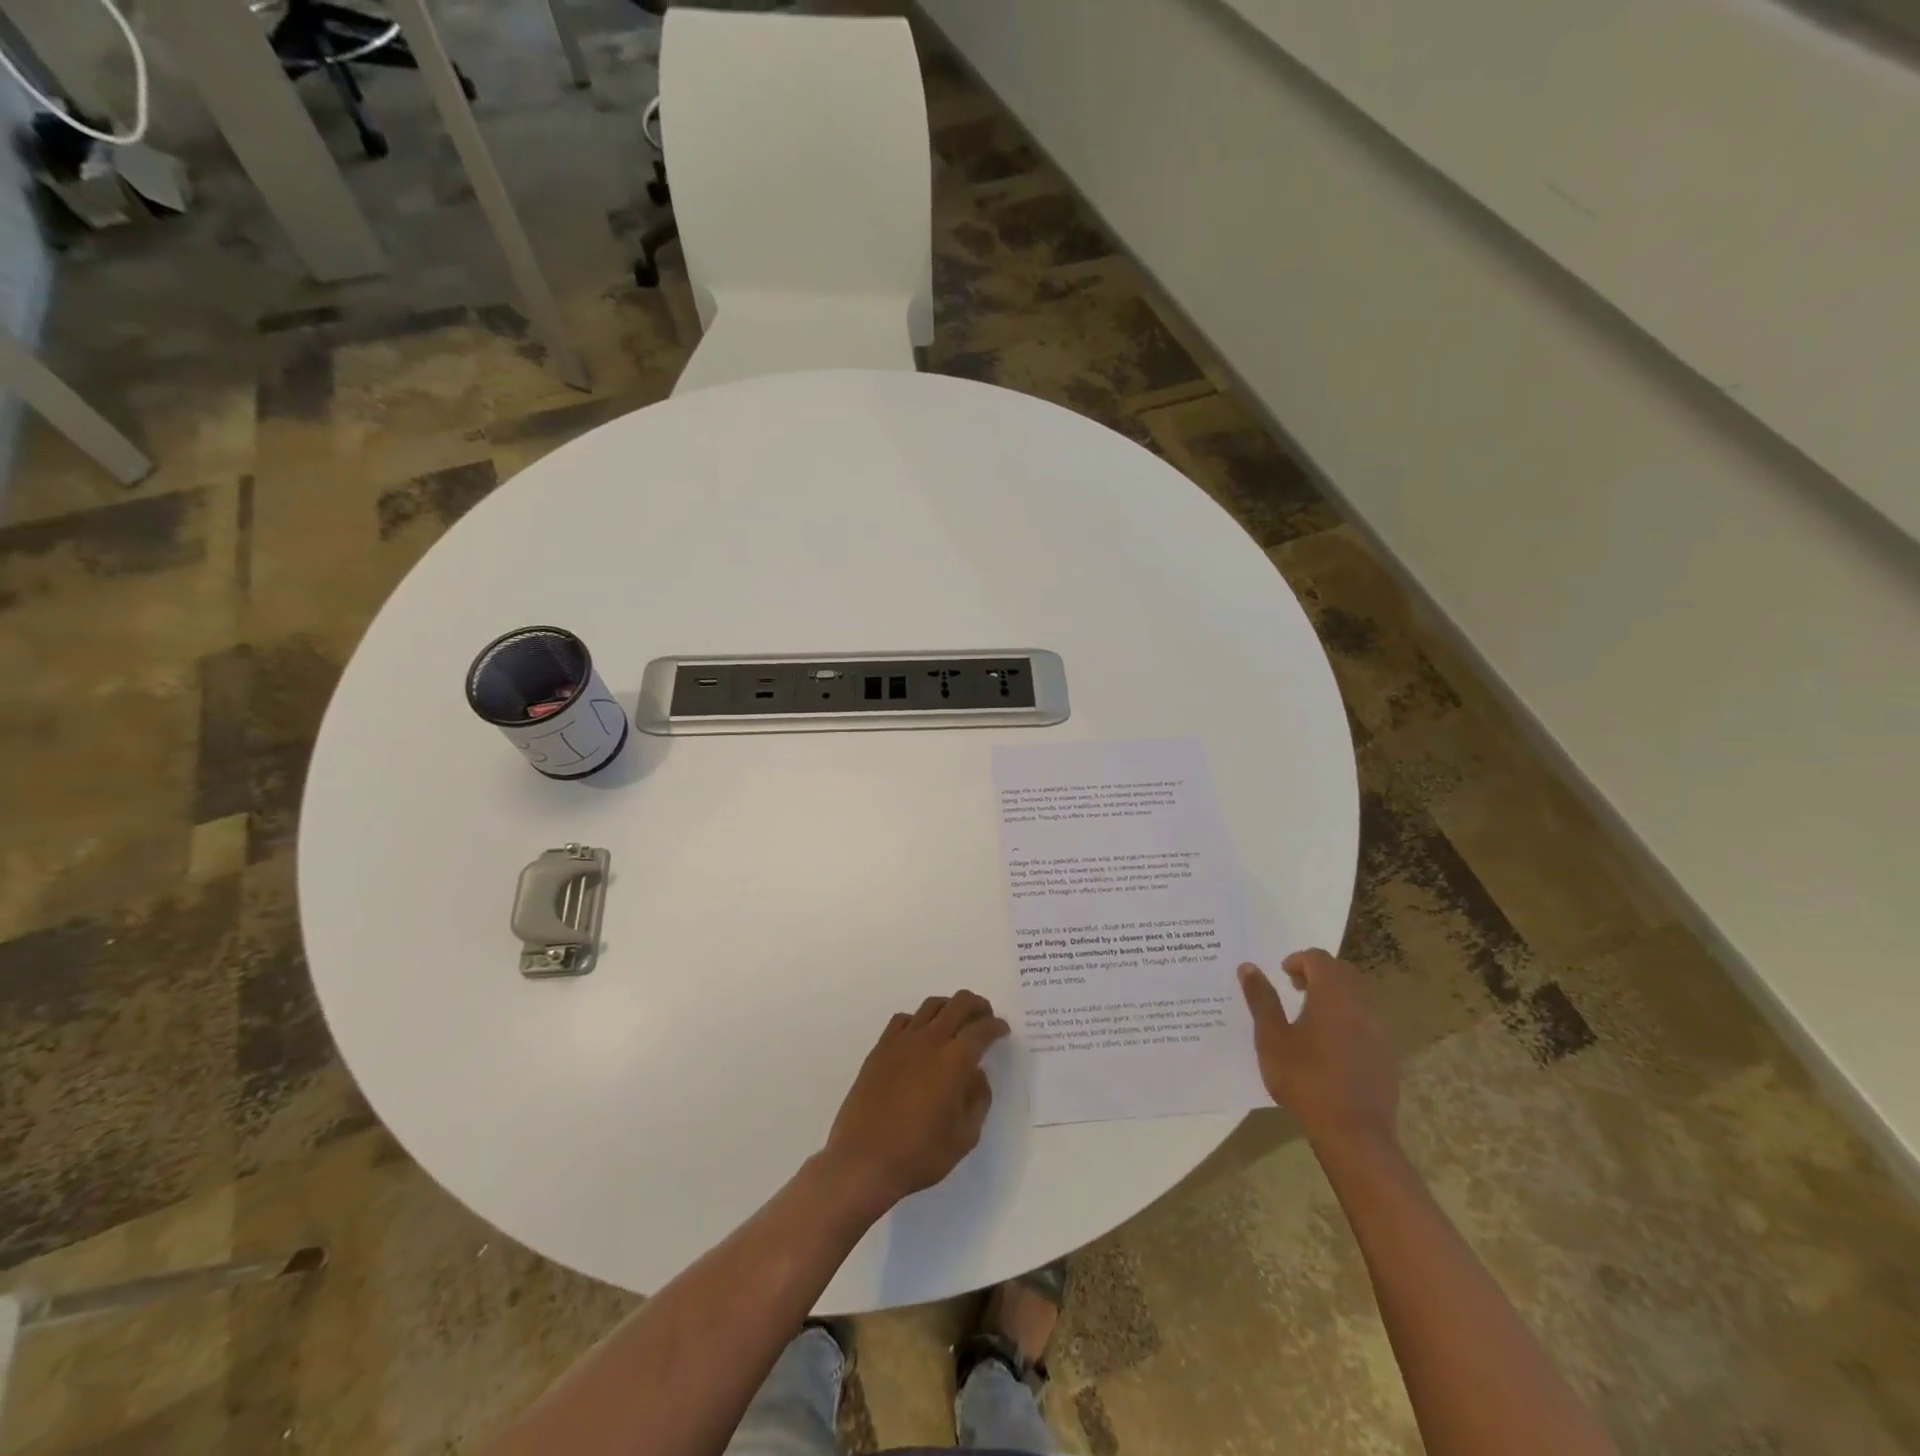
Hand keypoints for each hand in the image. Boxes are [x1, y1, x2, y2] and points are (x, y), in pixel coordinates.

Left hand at [822, 990, 1009, 1214]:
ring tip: (956, 1021)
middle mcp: (930, 1040)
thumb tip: (976, 1074)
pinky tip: (920, 1036)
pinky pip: (903, 1019)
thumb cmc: (920, 1154)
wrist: (864, 1161)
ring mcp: (902, 1041)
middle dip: (978, 1006)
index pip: (982, 1030)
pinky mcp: (880, 1048)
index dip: (997, 1027)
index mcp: (955, 1060)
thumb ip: (978, 1100)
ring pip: (931, 1006)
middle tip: (985, 1018)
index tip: (1003, 1031)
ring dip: (949, 1007)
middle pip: (959, 1004)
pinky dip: (918, 1020)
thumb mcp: (965, 1137)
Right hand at [1239, 950, 1397, 1152]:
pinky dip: (1346, 1020)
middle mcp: (1360, 1006)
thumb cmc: (1305, 1080)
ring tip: (1309, 1019)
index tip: (1282, 974)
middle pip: (1342, 973)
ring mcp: (1378, 1032)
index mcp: (1333, 995)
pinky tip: (1329, 1048)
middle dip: (1318, 974)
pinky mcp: (1386, 1056)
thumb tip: (1249, 967)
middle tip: (1294, 989)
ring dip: (1333, 997)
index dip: (1298, 960)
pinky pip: (1365, 1023)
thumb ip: (1261, 999)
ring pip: (1356, 998)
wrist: (1354, 1134)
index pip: (1319, 958)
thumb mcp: (1272, 1038)